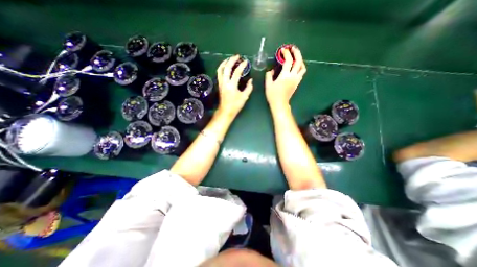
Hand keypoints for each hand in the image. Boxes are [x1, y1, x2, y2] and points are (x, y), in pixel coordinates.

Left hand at [217, 54, 252, 116]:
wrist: (225, 111)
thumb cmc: (235, 105)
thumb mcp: (244, 97)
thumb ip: (248, 88)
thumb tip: (251, 80)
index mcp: (232, 85)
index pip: (237, 72)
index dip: (242, 66)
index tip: (246, 61)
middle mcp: (225, 82)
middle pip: (226, 67)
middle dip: (232, 60)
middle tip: (237, 56)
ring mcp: (221, 83)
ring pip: (220, 69)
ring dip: (225, 62)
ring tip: (230, 59)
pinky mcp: (219, 84)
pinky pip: (219, 73)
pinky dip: (222, 68)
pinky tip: (225, 67)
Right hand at [265, 47, 305, 109]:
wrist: (280, 104)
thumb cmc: (273, 95)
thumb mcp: (268, 84)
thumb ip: (269, 75)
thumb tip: (272, 70)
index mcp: (285, 76)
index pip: (288, 61)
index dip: (286, 53)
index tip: (283, 50)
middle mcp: (293, 76)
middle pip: (299, 61)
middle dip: (296, 53)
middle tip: (292, 48)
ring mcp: (296, 80)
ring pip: (302, 67)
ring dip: (300, 60)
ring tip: (295, 57)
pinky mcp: (297, 83)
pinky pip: (301, 72)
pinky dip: (300, 67)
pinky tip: (296, 66)